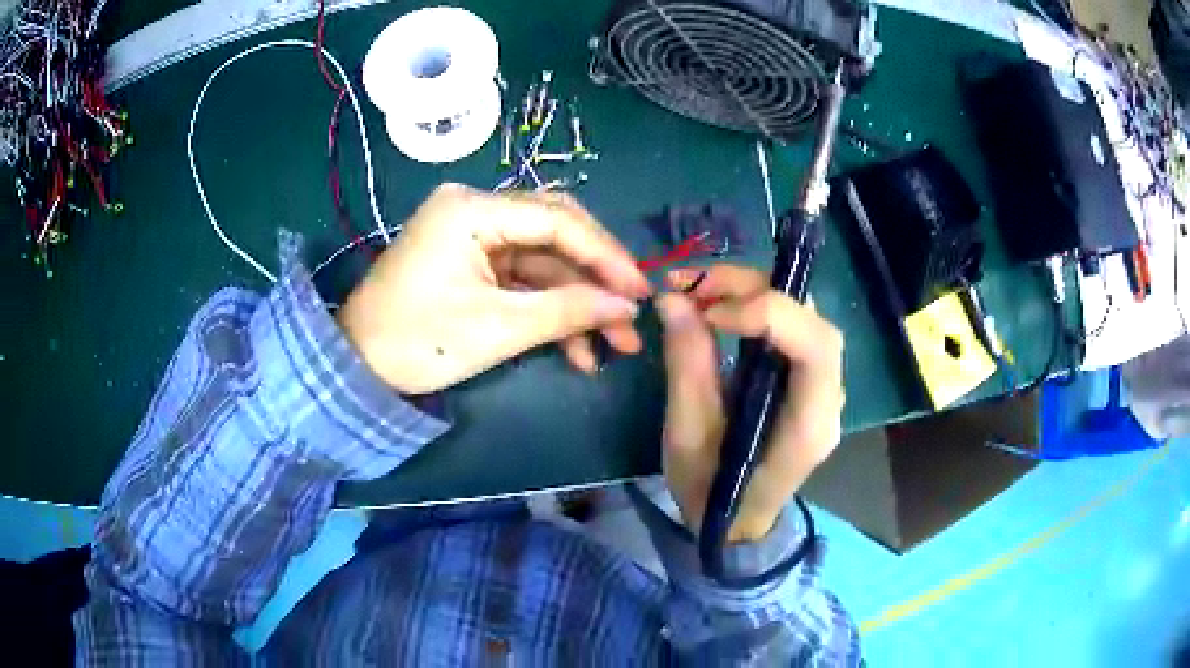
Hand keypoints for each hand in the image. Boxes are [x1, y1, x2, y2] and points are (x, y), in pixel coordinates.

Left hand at [338, 184, 650, 393]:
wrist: (358, 366)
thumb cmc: (418, 342)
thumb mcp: (497, 328)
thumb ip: (567, 311)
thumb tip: (627, 308)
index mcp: (471, 209)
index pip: (557, 220)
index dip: (605, 256)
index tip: (641, 292)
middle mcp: (475, 208)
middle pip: (555, 232)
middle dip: (596, 277)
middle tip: (633, 312)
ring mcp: (474, 235)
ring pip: (544, 260)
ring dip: (578, 301)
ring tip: (616, 343)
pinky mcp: (473, 261)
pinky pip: (523, 278)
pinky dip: (550, 308)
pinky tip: (578, 349)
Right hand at [657, 265, 844, 542]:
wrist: (735, 524)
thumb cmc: (711, 493)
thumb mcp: (688, 436)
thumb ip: (687, 365)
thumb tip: (673, 299)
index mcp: (809, 424)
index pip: (816, 346)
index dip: (767, 314)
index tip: (707, 314)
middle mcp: (829, 398)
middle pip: (811, 320)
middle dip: (754, 290)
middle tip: (693, 286)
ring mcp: (822, 387)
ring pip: (803, 317)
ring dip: (753, 292)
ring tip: (699, 291)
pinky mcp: (805, 381)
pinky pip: (790, 329)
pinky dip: (755, 308)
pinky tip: (720, 308)